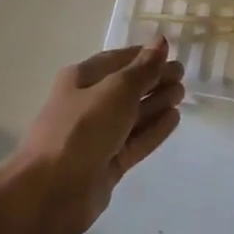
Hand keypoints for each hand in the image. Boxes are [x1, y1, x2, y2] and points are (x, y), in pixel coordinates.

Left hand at [8, 38, 185, 233]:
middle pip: (127, 87)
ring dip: (156, 102)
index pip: (117, 60)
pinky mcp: (108, 163)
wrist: (51, 191)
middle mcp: (89, 104)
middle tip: (182, 75)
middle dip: (153, 79)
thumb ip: (143, 69)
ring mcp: (98, 136)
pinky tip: (174, 118)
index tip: (171, 53)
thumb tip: (161, 42)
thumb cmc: (81, 129)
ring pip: (133, 114)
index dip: (143, 55)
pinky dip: (154, 129)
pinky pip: (136, 140)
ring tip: (182, 94)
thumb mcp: (116, 91)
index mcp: (81, 79)